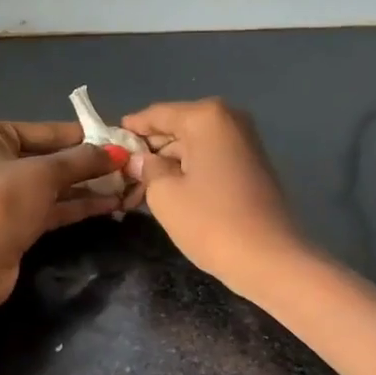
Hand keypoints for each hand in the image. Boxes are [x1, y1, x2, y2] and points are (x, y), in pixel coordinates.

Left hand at [0, 120, 127, 342]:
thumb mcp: (43, 174)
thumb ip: (82, 160)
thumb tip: (119, 151)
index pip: (44, 131)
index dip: (84, 136)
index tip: (120, 139)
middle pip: (48, 157)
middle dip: (88, 164)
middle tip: (130, 165)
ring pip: (51, 185)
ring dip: (87, 187)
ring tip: (128, 186)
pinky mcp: (10, 223)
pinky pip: (48, 207)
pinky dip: (75, 206)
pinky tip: (110, 205)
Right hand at [120, 99, 304, 295]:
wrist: (270, 259)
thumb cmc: (210, 221)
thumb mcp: (164, 194)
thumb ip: (146, 168)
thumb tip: (139, 159)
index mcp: (206, 117)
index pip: (156, 114)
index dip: (129, 129)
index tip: (105, 143)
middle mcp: (228, 119)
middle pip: (176, 128)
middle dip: (149, 150)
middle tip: (119, 174)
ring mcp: (244, 142)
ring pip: (193, 146)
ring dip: (167, 164)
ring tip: (137, 188)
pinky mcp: (251, 165)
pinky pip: (210, 159)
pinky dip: (189, 171)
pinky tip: (167, 191)